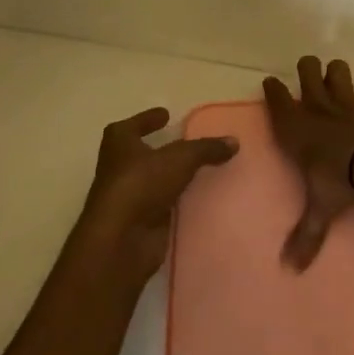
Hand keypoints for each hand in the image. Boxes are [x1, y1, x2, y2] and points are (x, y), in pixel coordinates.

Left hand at [74, 107, 238, 284]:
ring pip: (153, 181)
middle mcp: (119, 167)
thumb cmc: (142, 184)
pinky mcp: (140, 221)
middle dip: (160, 149)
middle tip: (186, 142)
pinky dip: (177, 201)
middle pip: (141, 153)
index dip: (147, 119)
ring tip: (199, 170)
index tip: (165, 114)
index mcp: (119, 143)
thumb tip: (234, 141)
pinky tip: (197, 198)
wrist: (122, 239)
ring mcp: (129, 196)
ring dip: (170, 177)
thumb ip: (206, 148)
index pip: (132, 125)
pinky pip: (163, 205)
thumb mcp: (180, 158)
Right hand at [263, 57, 353, 270]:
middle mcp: (318, 110)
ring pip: (339, 73)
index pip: (277, 100)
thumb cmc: (337, 180)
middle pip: (308, 73)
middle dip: (307, 70)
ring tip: (338, 77)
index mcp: (296, 128)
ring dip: (338, 73)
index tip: (270, 83)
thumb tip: (290, 270)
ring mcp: (348, 104)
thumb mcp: (318, 208)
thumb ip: (305, 236)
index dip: (273, 89)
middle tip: (308, 74)